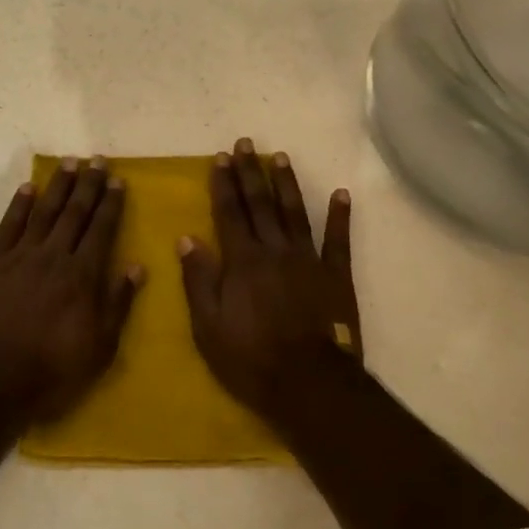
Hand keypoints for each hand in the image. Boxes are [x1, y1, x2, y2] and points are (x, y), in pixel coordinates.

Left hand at [0, 157, 145, 424]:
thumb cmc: (51, 371)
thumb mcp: (99, 348)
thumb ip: (118, 304)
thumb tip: (136, 267)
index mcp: (82, 276)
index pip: (101, 229)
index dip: (110, 203)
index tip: (117, 180)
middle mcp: (53, 257)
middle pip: (74, 213)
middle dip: (87, 185)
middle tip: (96, 160)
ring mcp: (19, 257)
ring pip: (43, 212)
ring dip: (57, 186)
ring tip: (68, 163)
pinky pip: (8, 226)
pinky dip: (19, 205)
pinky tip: (28, 188)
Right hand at [179, 138, 360, 418]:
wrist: (309, 384)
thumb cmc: (250, 358)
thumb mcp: (208, 326)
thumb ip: (199, 279)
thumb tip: (187, 238)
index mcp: (242, 261)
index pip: (229, 213)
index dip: (223, 184)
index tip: (220, 158)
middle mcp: (275, 250)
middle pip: (260, 204)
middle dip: (250, 172)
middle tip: (246, 144)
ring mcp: (308, 260)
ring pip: (295, 213)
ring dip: (286, 184)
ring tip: (279, 157)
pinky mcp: (336, 276)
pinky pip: (338, 240)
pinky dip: (340, 216)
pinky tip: (340, 194)